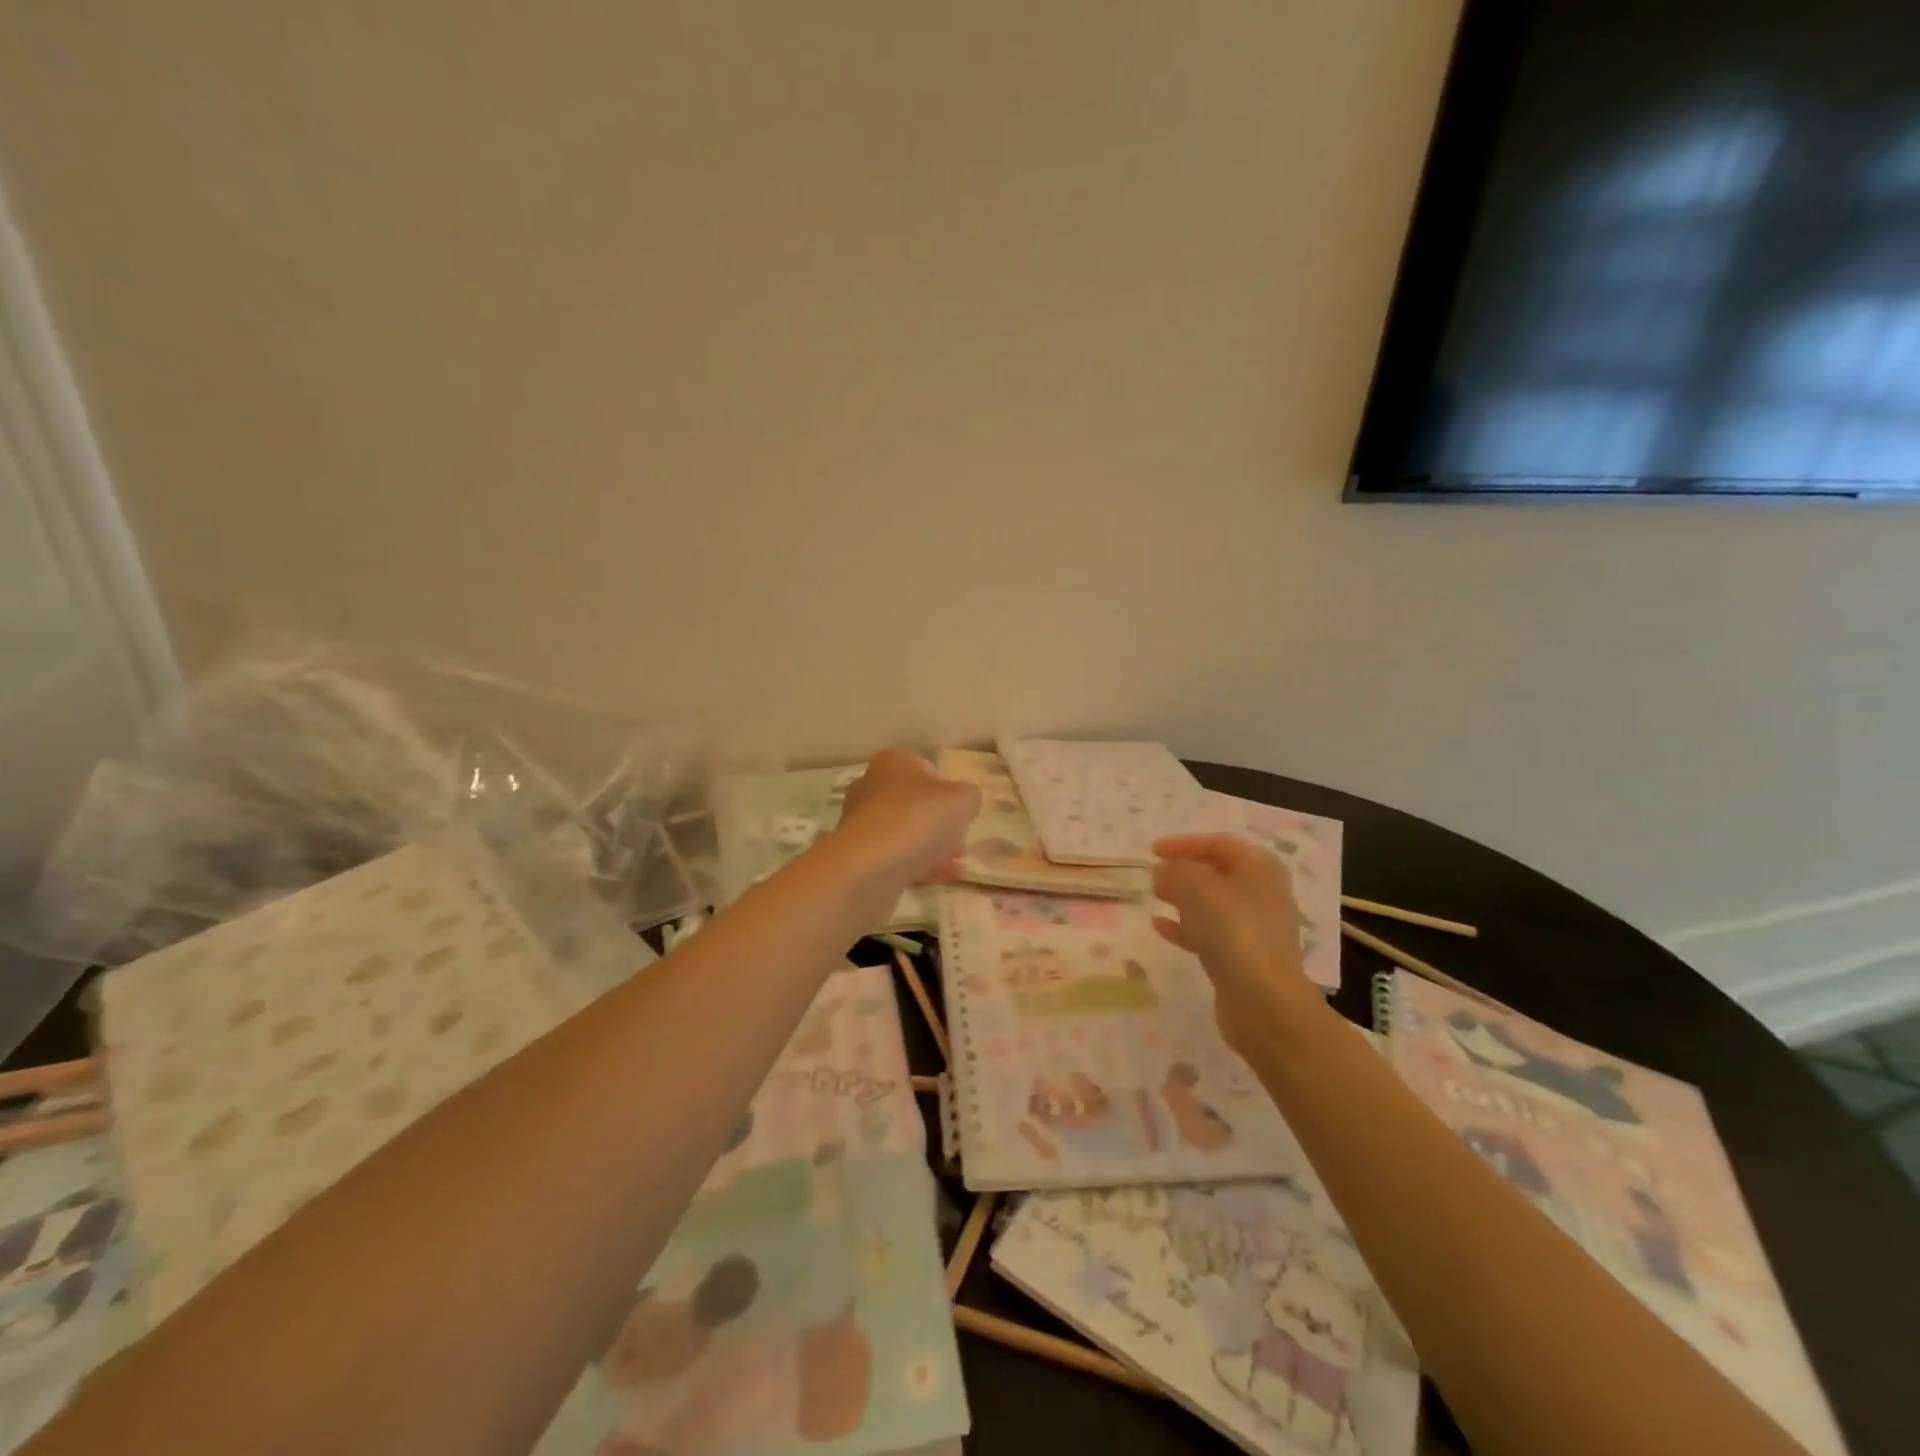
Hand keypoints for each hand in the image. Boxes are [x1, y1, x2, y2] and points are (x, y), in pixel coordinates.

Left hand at [834, 749, 980, 885]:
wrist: (868, 866)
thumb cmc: (917, 819)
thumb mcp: (962, 800)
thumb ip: (969, 796)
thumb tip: (964, 802)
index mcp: (893, 762)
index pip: (926, 769)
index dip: (948, 790)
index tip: (962, 812)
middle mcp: (872, 786)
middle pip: (915, 802)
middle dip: (940, 822)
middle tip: (960, 841)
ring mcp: (862, 822)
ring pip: (905, 831)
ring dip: (930, 845)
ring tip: (955, 864)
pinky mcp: (858, 854)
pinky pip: (895, 855)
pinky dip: (917, 864)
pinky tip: (940, 878)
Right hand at [1151, 834, 1320, 1055]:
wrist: (1263, 1000)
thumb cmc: (1232, 929)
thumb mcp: (1195, 886)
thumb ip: (1174, 871)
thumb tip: (1162, 871)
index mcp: (1260, 867)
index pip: (1219, 843)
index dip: (1184, 843)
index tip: (1153, 850)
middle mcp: (1263, 893)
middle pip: (1218, 872)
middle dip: (1183, 870)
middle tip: (1154, 874)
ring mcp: (1255, 928)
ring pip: (1213, 903)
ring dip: (1182, 898)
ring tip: (1154, 897)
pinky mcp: (1244, 957)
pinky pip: (1210, 932)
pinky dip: (1185, 926)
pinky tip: (1159, 927)